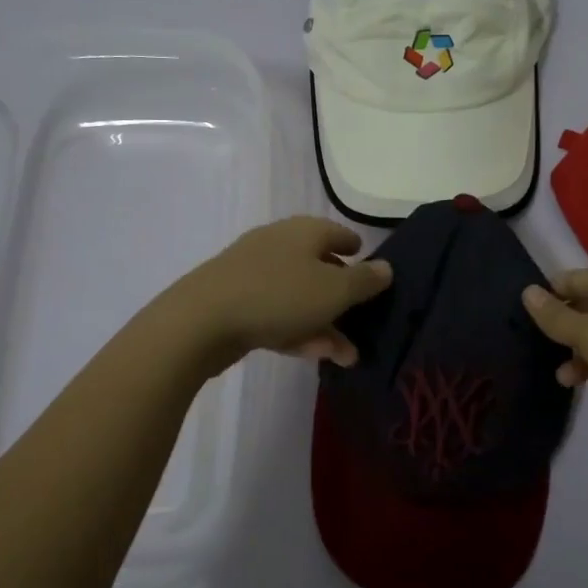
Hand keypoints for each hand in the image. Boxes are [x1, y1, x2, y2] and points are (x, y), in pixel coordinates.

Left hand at [172, 216, 391, 370]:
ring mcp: (253, 273)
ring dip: (325, 324)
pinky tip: (313, 355)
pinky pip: (276, 314)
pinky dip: (297, 331)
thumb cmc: (279, 296)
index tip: (367, 262)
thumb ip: (364, 281)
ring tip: (347, 356)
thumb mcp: (334, 291)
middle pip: (318, 267)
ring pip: (299, 296)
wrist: (201, 320)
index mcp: (303, 232)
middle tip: (362, 319)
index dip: (355, 248)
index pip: (336, 233)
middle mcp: (278, 245)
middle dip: (342, 297)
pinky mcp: (234, 302)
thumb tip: (386, 267)